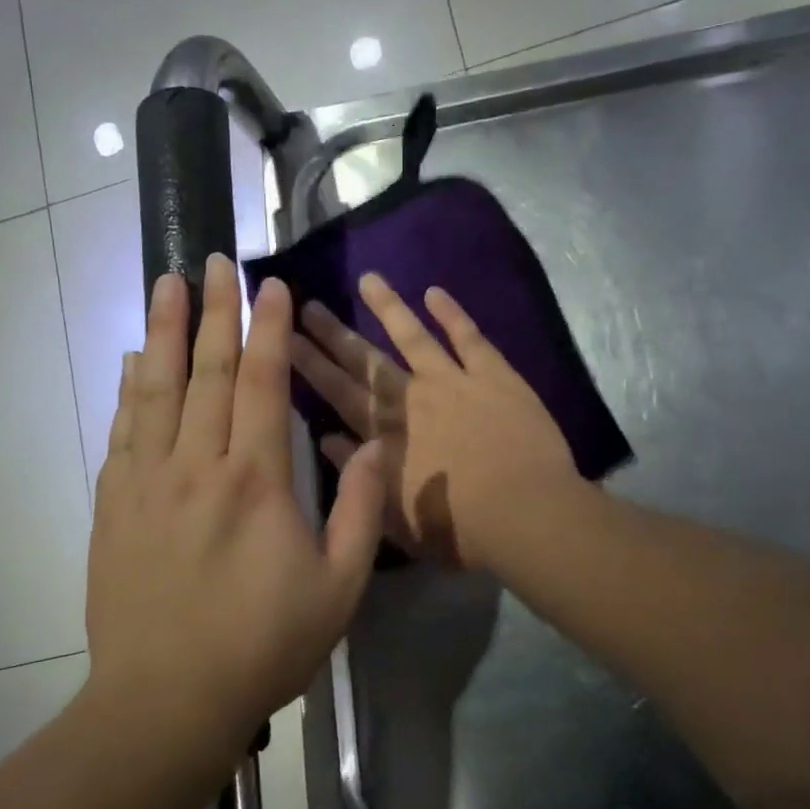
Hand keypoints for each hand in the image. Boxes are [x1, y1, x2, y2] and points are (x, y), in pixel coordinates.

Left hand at [86, 255, 383, 755]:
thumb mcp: (339, 587)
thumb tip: (376, 446)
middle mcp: (197, 465)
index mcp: (256, 480)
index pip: (264, 383)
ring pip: (156, 390)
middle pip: (207, 371)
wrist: (167, 702)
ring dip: (162, 332)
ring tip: (164, 284)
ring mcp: (147, 482)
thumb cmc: (263, 645)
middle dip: (213, 310)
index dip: (269, 328)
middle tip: (212, 260)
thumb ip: (360, 510)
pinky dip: (129, 390)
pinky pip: (123, 432)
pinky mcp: (114, 506)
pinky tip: (130, 362)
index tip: (271, 285)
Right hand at [290, 273, 577, 568]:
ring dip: (389, 307)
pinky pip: (469, 337)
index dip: (309, 365)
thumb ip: (359, 477)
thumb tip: (326, 439)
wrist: (525, 514)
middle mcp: (411, 399)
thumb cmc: (458, 530)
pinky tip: (434, 292)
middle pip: (365, 361)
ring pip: (413, 335)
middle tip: (307, 304)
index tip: (284, 339)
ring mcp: (453, 381)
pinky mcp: (494, 375)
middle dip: (333, 333)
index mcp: (385, 436)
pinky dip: (452, 313)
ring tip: (368, 278)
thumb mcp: (395, 519)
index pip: (337, 393)